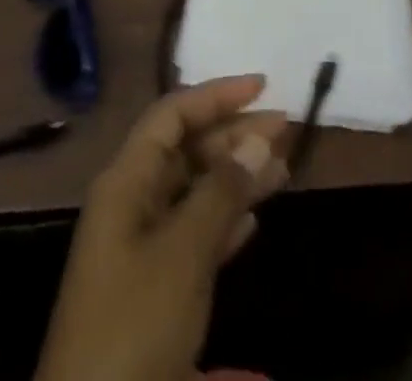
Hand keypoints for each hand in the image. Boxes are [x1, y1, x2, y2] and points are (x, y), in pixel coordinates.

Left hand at [35, 76, 289, 380]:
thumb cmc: (134, 323)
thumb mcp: (182, 254)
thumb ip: (221, 192)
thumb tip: (259, 139)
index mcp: (126, 180)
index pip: (172, 114)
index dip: (216, 94)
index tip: (263, 86)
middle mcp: (131, 201)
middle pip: (185, 149)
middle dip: (233, 134)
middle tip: (285, 129)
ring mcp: (140, 246)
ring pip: (193, 190)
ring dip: (235, 176)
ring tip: (282, 168)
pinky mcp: (152, 288)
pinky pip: (194, 232)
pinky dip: (224, 219)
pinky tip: (253, 219)